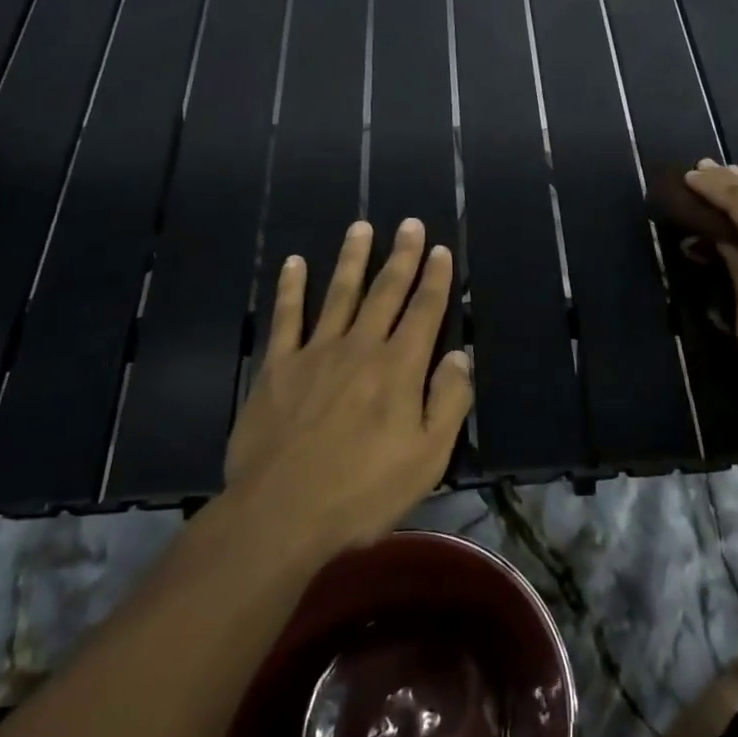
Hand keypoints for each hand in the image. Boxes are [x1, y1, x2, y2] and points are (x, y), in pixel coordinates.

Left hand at [224, 218, 473, 551]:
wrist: (280, 513)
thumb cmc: (362, 491)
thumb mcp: (427, 458)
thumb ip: (449, 402)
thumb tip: (460, 356)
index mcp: (399, 368)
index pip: (424, 311)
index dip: (435, 279)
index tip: (440, 250)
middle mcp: (360, 347)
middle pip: (385, 292)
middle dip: (401, 256)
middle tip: (409, 223)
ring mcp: (315, 353)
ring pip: (339, 294)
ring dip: (352, 259)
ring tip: (360, 227)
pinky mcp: (278, 367)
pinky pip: (286, 318)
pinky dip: (291, 288)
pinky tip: (294, 263)